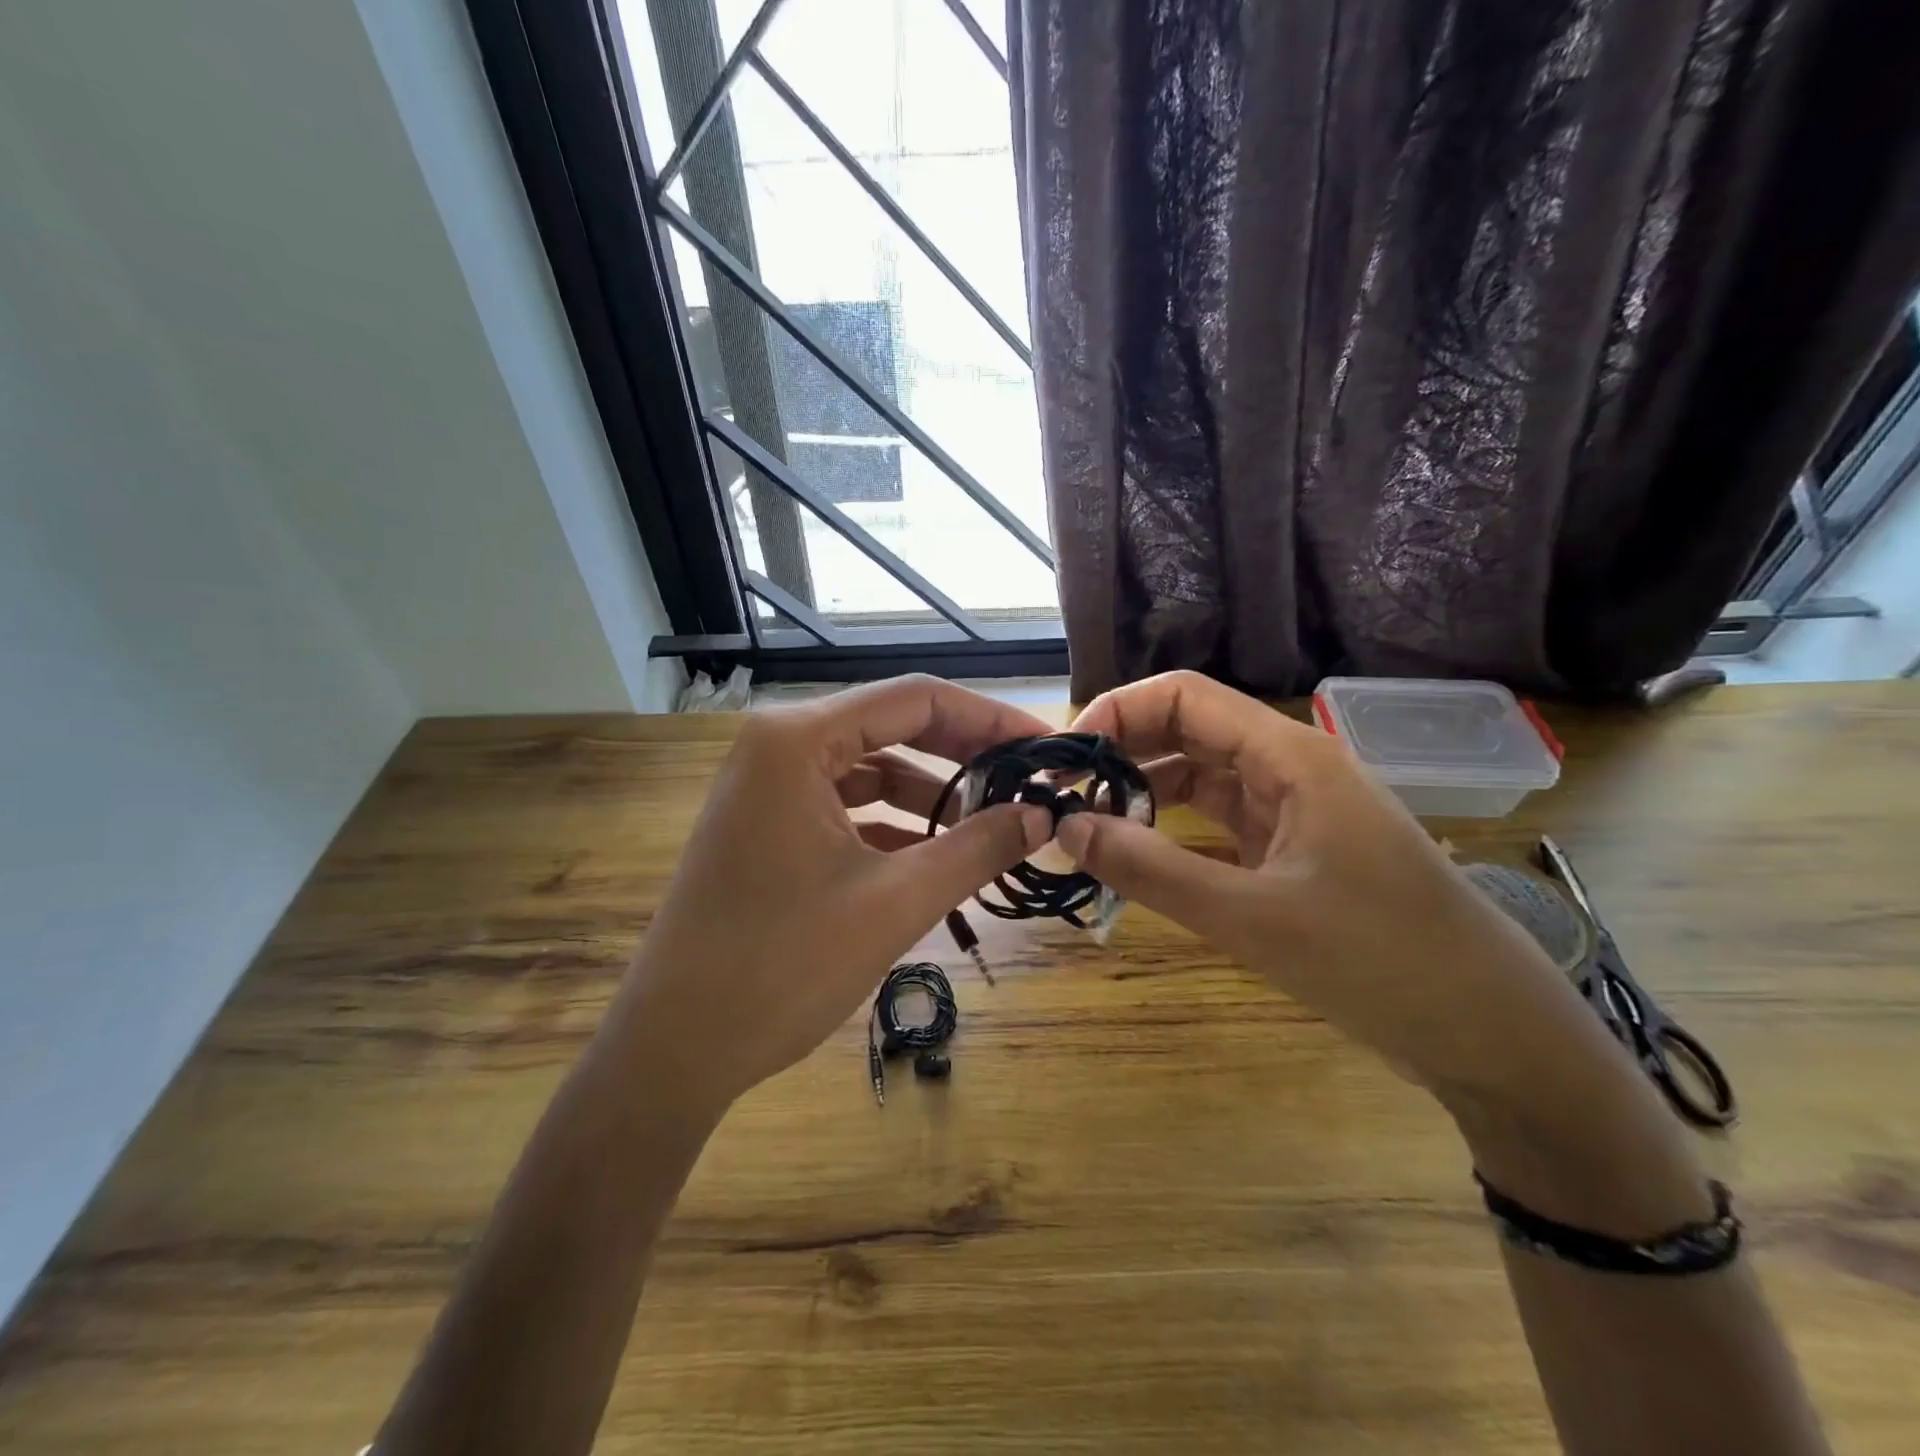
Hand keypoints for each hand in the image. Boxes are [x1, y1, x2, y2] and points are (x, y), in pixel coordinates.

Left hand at [613, 676, 1052, 1113]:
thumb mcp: (896, 902)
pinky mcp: (766, 827)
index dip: (989, 718)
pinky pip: (846, 807)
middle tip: (1029, 783)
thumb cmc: (781, 966)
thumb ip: (978, 848)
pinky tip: (939, 855)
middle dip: (965, 756)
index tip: (1044, 748)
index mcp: (798, 739)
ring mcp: (766, 787)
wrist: (673, 1050)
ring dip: (932, 796)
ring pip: (871, 770)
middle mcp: (778, 746)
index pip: (915, 700)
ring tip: (993, 824)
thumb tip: (1042, 815)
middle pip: (893, 728)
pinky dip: (894, 825)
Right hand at [1056, 671, 1612, 1104]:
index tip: (1066, 760)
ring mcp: (1293, 811)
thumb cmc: (1381, 961)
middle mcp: (1289, 768)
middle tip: (1062, 796)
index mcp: (1290, 755)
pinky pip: (1216, 824)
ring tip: (1086, 826)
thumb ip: (1151, 870)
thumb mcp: (1253, 918)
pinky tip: (1135, 855)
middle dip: (1121, 753)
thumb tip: (1064, 828)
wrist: (1491, 1035)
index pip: (1183, 695)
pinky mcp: (1293, 852)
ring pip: (1199, 778)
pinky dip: (1171, 832)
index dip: (1117, 712)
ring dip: (1142, 794)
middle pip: (1186, 730)